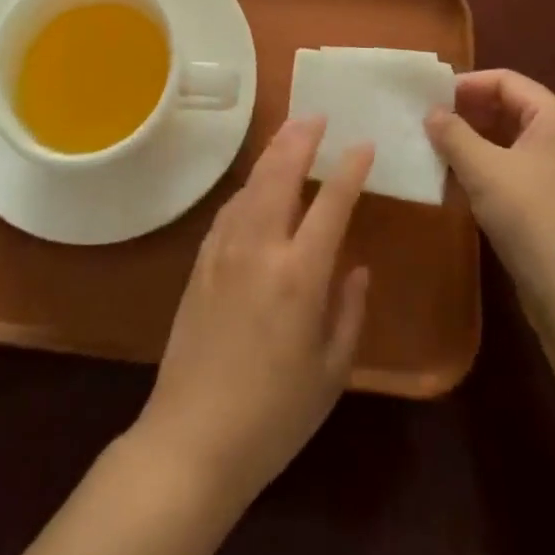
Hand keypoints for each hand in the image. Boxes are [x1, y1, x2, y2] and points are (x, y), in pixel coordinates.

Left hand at [130, 117, 372, 511]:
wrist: (192, 439)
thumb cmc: (274, 415)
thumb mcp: (331, 372)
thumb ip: (348, 311)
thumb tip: (356, 266)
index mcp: (299, 275)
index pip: (331, 203)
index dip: (350, 169)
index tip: (363, 144)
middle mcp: (259, 248)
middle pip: (280, 173)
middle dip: (299, 138)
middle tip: (316, 115)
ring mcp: (223, 250)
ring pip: (251, 184)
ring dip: (272, 154)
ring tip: (290, 136)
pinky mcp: (201, 262)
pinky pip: (231, 208)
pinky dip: (250, 185)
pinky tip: (258, 186)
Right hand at [426, 70, 554, 303]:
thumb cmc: (531, 217)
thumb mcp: (483, 169)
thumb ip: (452, 133)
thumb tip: (432, 112)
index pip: (506, 80)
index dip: (466, 84)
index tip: (429, 97)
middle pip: (509, 106)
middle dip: (467, 111)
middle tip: (428, 120)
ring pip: (508, 138)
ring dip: (472, 139)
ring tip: (435, 147)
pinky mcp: (552, 199)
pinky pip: (513, 166)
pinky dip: (484, 164)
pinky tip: (455, 178)